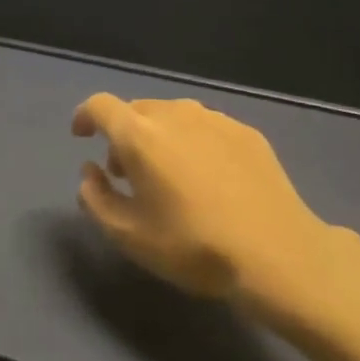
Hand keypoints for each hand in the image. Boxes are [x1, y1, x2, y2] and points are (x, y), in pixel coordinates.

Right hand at [72, 94, 341, 312]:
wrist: (277, 255)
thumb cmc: (192, 246)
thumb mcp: (127, 235)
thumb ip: (95, 198)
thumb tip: (91, 172)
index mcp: (140, 135)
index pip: (100, 106)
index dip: (84, 117)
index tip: (82, 137)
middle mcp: (176, 115)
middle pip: (137, 110)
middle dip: (122, 135)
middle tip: (126, 173)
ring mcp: (217, 120)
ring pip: (173, 116)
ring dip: (158, 136)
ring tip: (167, 175)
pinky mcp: (248, 133)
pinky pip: (205, 127)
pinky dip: (192, 142)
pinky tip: (206, 177)